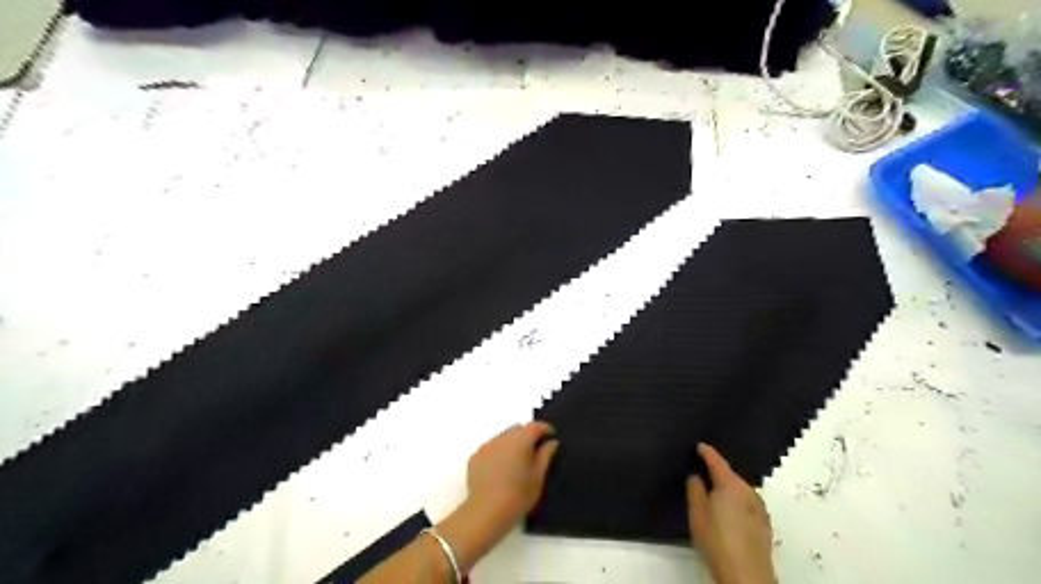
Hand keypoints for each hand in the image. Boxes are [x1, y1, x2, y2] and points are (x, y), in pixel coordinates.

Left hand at [466, 423, 555, 525]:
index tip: (551, 436)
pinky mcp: (475, 457)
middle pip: (518, 429)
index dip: (545, 429)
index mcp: (521, 439)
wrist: (485, 512)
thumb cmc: (518, 495)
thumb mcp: (538, 477)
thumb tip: (551, 442)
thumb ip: (545, 455)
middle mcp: (502, 437)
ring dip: (511, 444)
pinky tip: (499, 471)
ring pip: (503, 438)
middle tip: (533, 453)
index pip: (535, 426)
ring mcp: (486, 446)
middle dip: (527, 436)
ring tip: (515, 464)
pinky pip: (490, 448)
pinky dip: (498, 453)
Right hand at [689, 442, 775, 583]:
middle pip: (730, 475)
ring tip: (712, 494)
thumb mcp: (697, 513)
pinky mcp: (763, 525)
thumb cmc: (717, 540)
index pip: (717, 461)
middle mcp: (748, 491)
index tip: (699, 445)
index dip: (706, 452)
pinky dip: (736, 502)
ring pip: (739, 491)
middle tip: (701, 472)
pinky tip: (728, 513)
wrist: (746, 575)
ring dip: (727, 489)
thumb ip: (695, 489)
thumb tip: (696, 477)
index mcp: (731, 484)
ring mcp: (759, 508)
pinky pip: (746, 504)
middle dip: (717, 473)